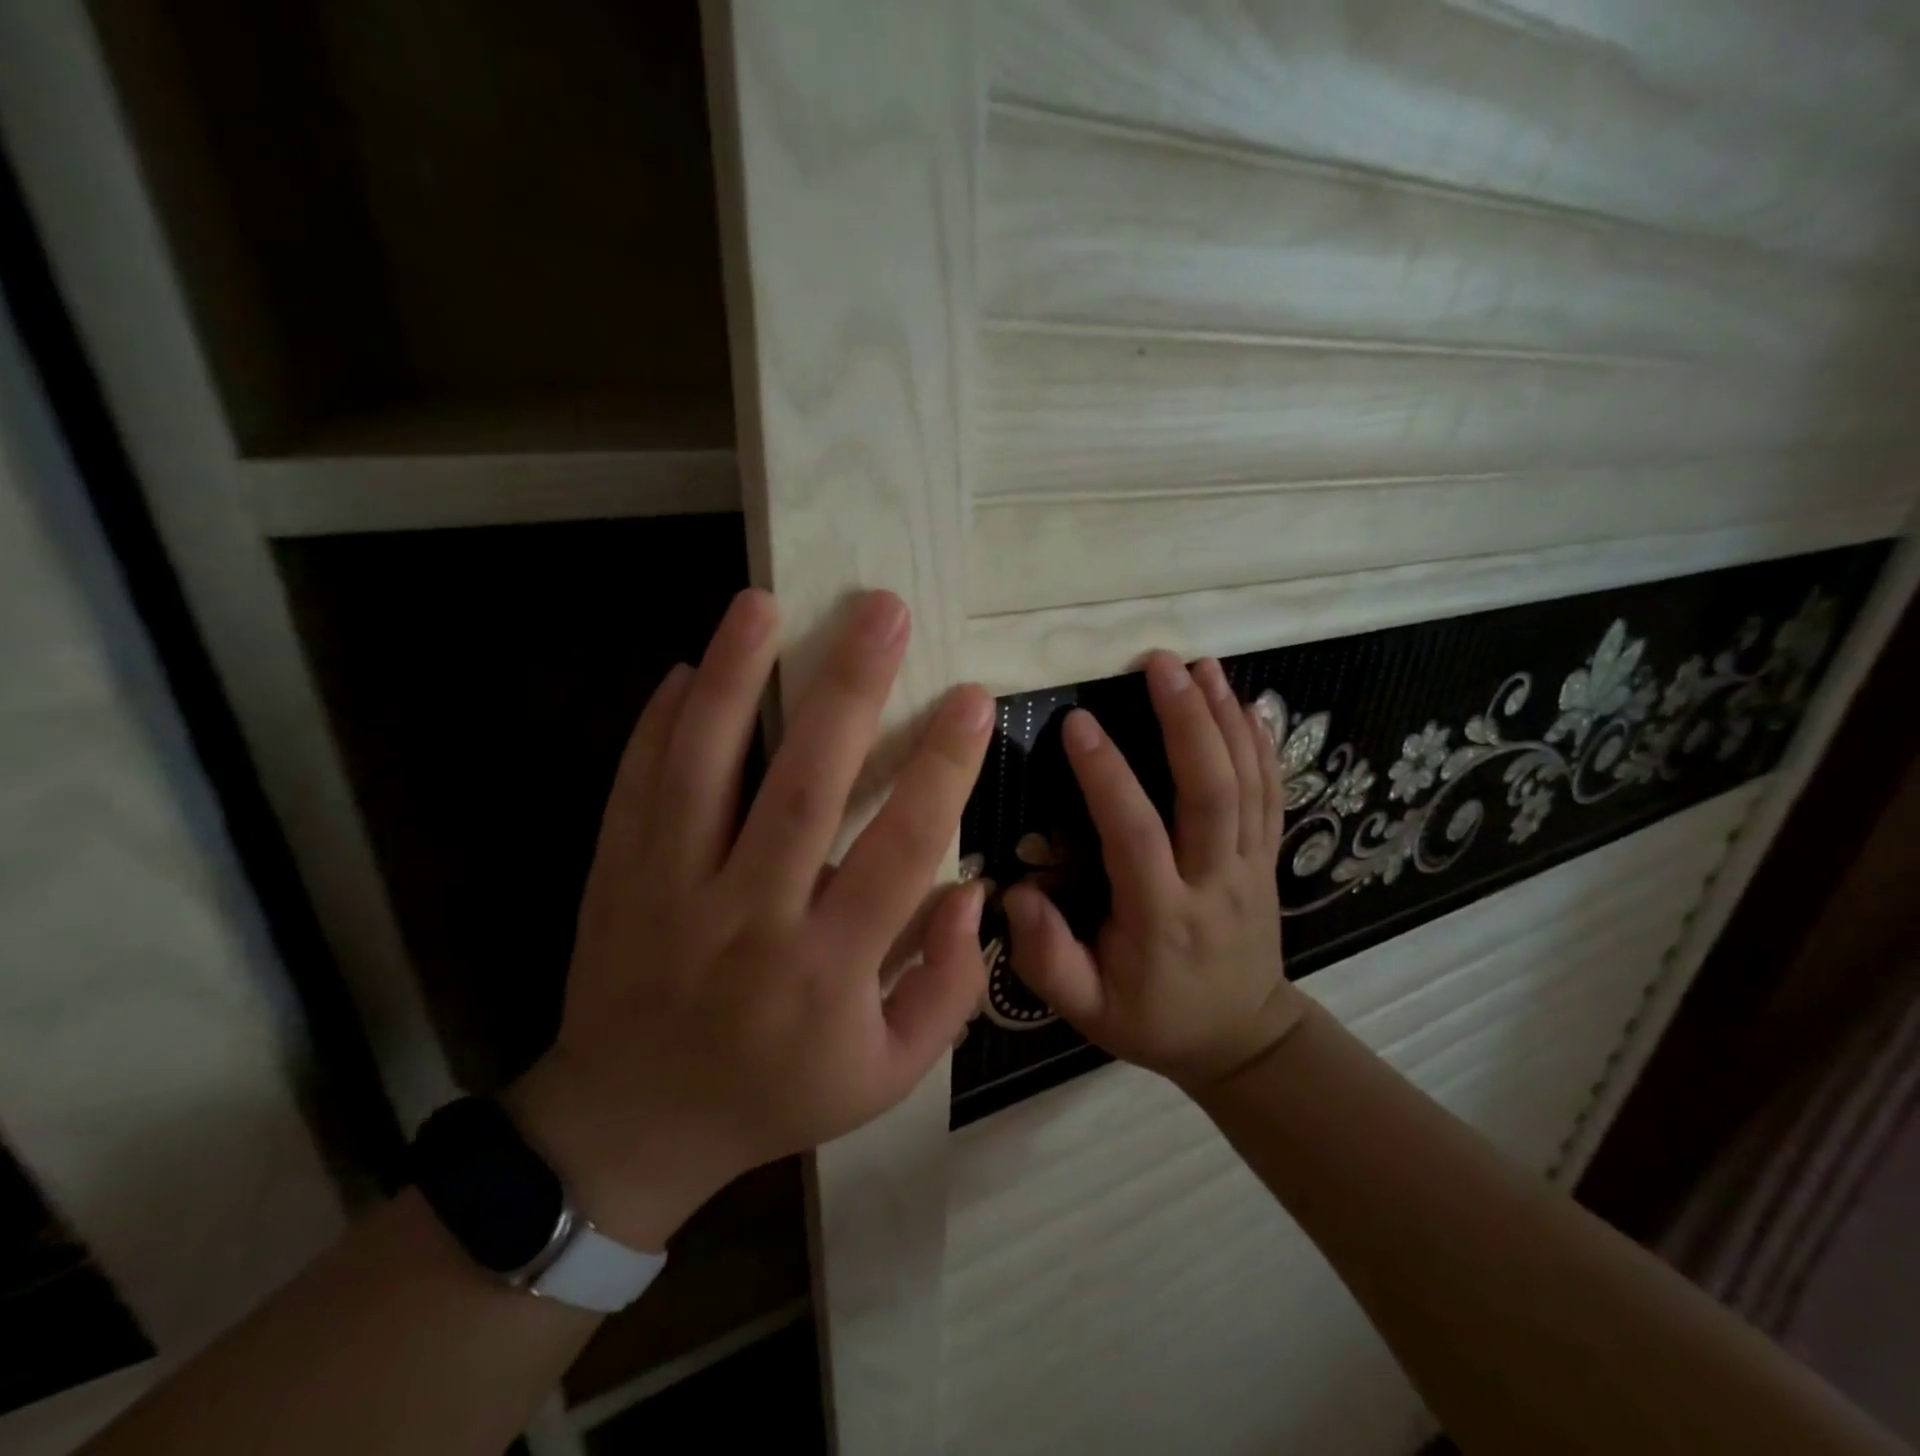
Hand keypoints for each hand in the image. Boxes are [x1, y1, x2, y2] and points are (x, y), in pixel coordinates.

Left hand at [509, 589, 993, 1249]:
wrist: (633, 1125)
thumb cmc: (775, 1095)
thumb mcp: (885, 1077)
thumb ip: (945, 989)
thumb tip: (973, 890)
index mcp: (826, 968)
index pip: (900, 850)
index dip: (942, 768)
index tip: (972, 699)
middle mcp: (749, 917)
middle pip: (803, 787)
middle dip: (849, 690)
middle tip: (884, 611)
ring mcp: (670, 891)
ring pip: (703, 768)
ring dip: (737, 678)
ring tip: (764, 603)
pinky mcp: (617, 877)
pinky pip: (637, 786)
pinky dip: (660, 722)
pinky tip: (692, 667)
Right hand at [1005, 653, 1305, 1090]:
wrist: (1241, 1039)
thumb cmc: (1153, 1019)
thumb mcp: (1087, 1010)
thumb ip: (1047, 958)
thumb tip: (1016, 893)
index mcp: (1161, 916)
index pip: (1135, 834)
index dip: (1107, 775)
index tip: (1078, 722)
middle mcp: (1214, 882)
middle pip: (1210, 792)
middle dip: (1186, 721)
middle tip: (1159, 665)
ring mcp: (1251, 867)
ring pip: (1248, 783)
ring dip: (1225, 718)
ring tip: (1201, 665)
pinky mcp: (1269, 859)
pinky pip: (1273, 795)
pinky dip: (1262, 745)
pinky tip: (1247, 704)